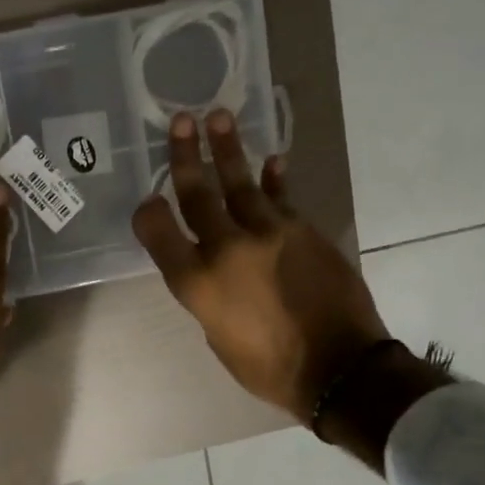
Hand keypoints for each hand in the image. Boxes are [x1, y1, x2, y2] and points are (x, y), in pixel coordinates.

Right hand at [131, 110, 390, 423]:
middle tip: (181, 121)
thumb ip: (209, 297)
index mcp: (198, 285)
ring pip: (241, 183)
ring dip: (228, 149)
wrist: (337, 367)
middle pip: (198, 195)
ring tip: (218, 117)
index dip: (148, 214)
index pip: (161, 235)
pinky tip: (272, 160)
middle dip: (185, 157)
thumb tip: (215, 272)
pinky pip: (282, 197)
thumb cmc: (268, 367)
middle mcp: (227, 250)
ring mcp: (269, 234)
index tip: (147, 199)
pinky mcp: (304, 230)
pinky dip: (274, 178)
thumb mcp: (219, 338)